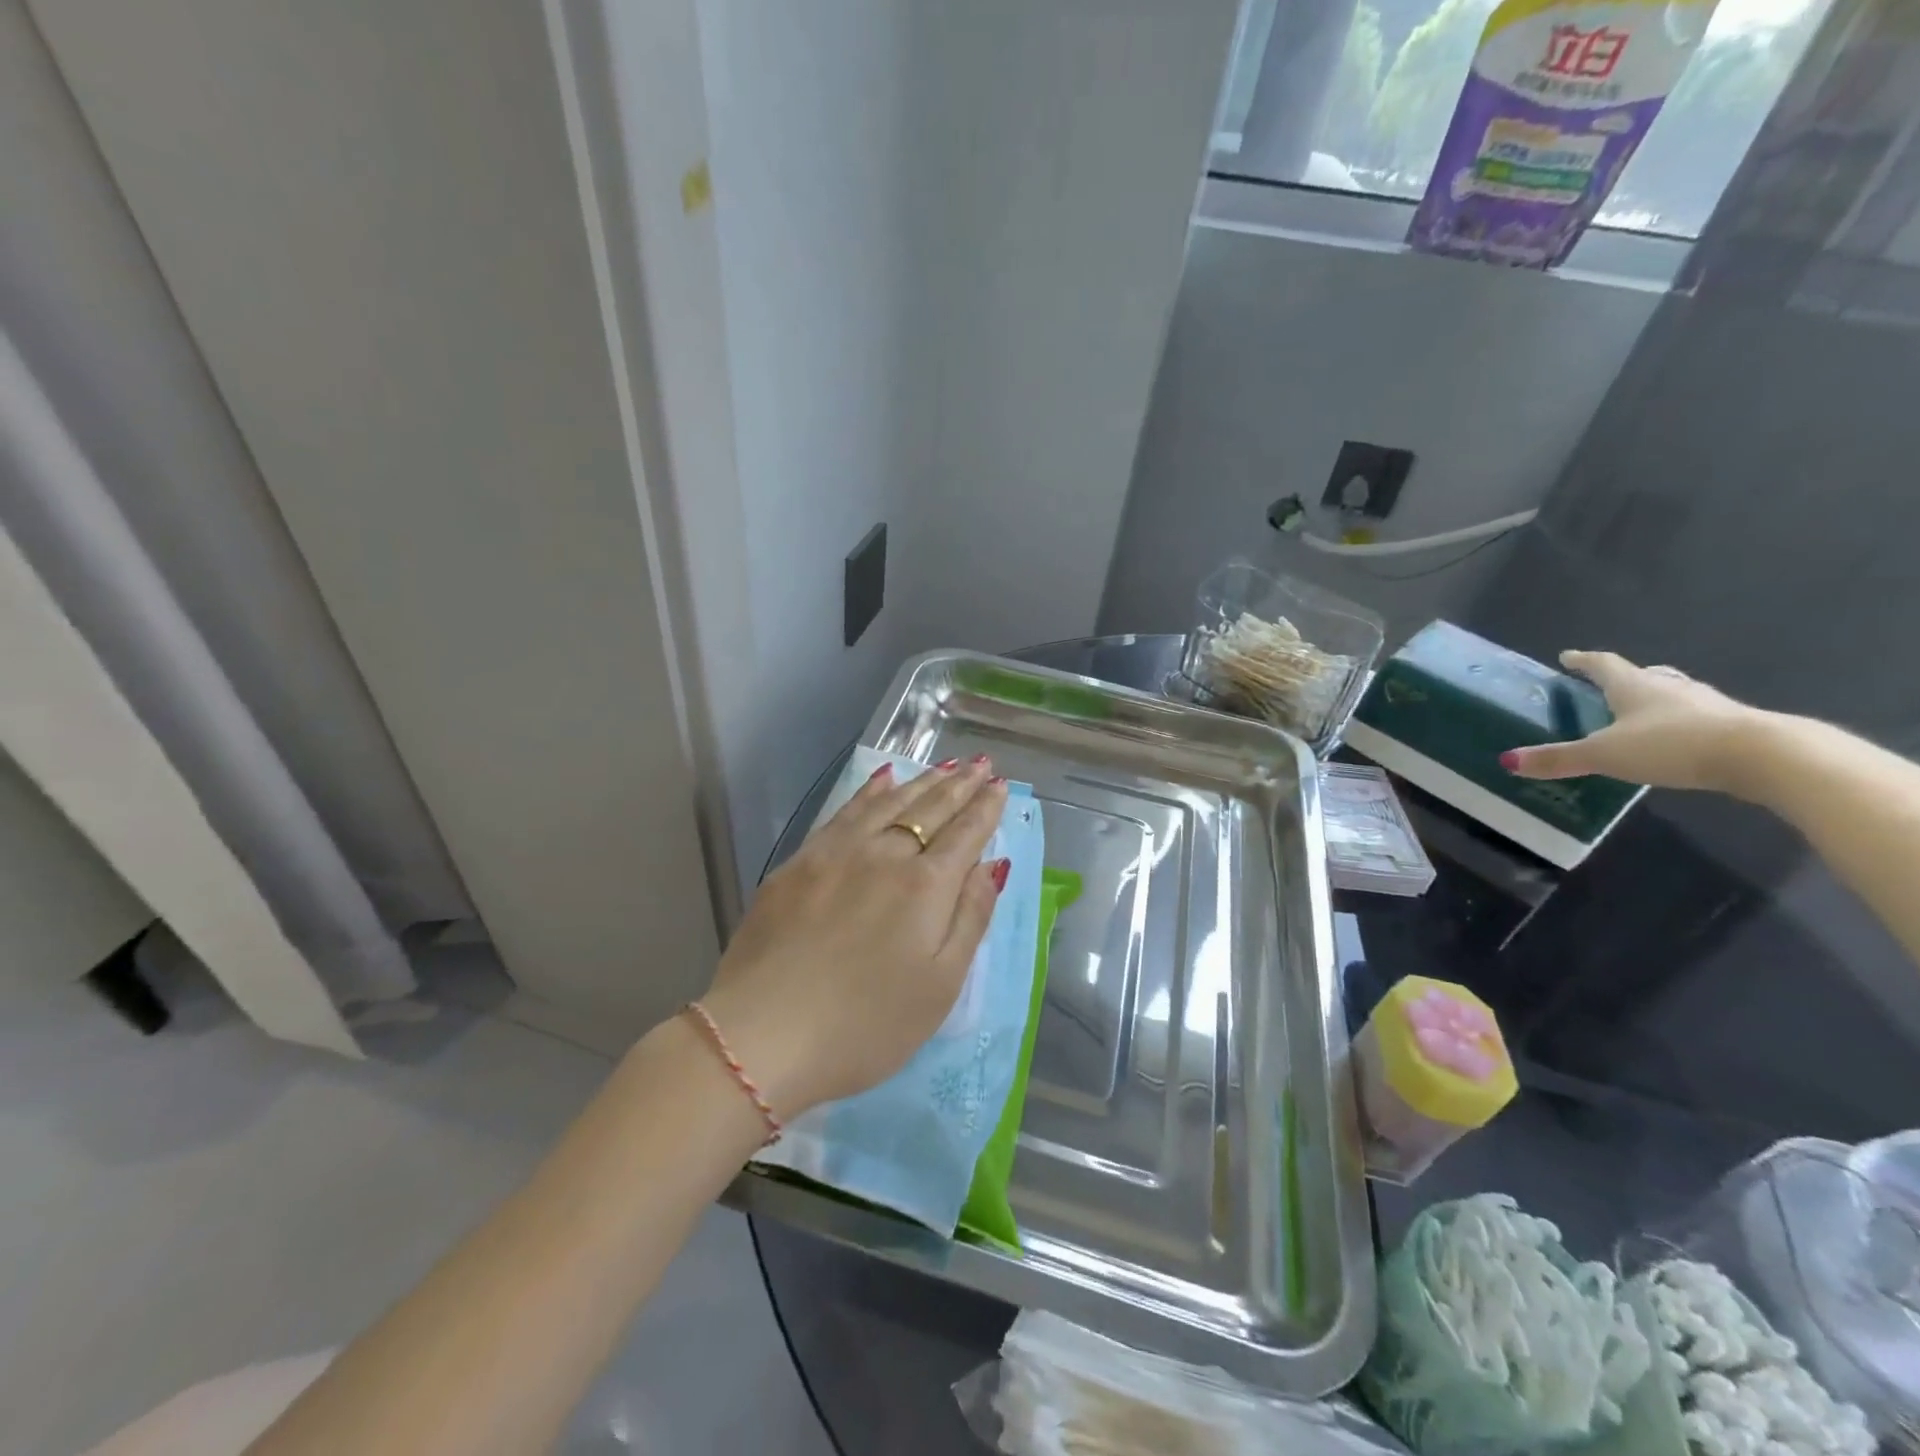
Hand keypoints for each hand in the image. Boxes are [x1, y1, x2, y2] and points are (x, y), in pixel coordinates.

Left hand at [699, 757, 1009, 1115]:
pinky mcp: (800, 862)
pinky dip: (869, 791)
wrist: (762, 1034)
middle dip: (959, 785)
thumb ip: (970, 918)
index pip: (966, 834)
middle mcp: (884, 854)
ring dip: (921, 782)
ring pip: (889, 803)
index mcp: (926, 886)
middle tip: (979, 764)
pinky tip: (881, 780)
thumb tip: (991, 865)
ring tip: (944, 766)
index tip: (1000, 786)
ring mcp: (837, 853)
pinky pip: (844, 811)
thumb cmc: (866, 1025)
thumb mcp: (940, 986)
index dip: (986, 808)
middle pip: (930, 810)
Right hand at [1504, 650, 1766, 793]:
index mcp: (1633, 686)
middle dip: (1620, 678)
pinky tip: (1674, 739)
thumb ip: (1558, 758)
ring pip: (1671, 694)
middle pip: (1641, 675)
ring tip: (1637, 712)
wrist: (1763, 756)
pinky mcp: (1732, 726)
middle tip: (1602, 685)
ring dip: (1653, 699)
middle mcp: (1669, 687)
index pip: (1602, 665)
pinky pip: (1695, 717)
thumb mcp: (1604, 754)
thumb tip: (1506, 760)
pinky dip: (1678, 722)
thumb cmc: (1671, 744)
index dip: (1582, 661)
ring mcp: (1706, 704)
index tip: (1567, 656)